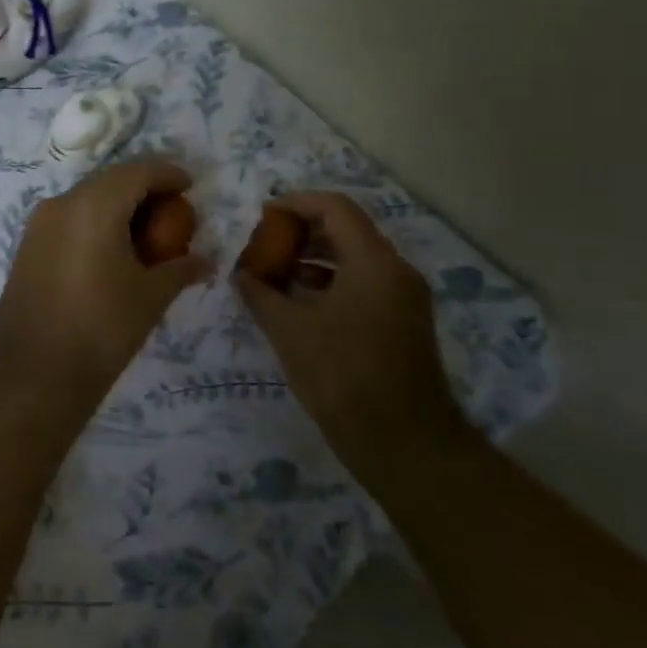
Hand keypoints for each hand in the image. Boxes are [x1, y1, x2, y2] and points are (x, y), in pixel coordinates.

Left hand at [0, 160, 211, 410]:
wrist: (34, 373)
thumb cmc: (102, 328)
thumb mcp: (151, 296)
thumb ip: (180, 269)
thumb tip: (207, 261)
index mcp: (94, 206)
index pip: (137, 171)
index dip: (167, 174)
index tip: (190, 185)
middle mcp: (62, 204)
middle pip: (110, 181)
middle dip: (143, 189)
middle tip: (172, 210)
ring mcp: (38, 225)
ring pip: (86, 200)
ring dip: (117, 207)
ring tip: (145, 233)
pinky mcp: (27, 248)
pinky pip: (68, 220)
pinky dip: (94, 224)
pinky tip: (112, 251)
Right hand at [234, 192, 461, 466]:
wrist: (404, 444)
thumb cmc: (343, 377)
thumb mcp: (290, 331)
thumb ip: (261, 294)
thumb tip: (241, 274)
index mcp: (374, 262)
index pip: (335, 208)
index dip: (296, 203)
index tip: (264, 215)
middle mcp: (396, 271)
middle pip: (347, 230)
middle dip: (302, 232)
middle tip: (265, 244)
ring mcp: (404, 298)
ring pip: (356, 260)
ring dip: (315, 259)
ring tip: (274, 273)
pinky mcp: (403, 323)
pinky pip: (364, 285)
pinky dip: (332, 284)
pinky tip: (299, 303)